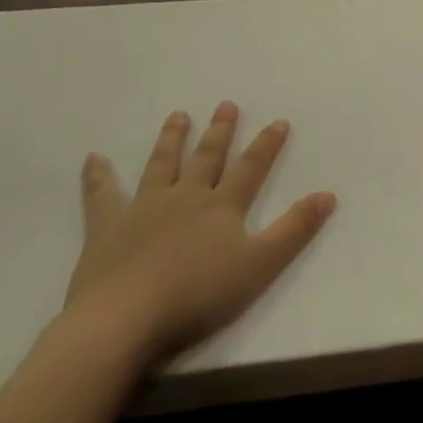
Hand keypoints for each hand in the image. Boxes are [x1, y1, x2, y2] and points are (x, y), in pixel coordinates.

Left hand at [64, 104, 336, 367]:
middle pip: (206, 158)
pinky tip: (93, 158)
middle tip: (226, 105)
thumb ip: (295, 229)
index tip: (279, 121)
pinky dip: (98, 176)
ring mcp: (144, 208)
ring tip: (178, 115)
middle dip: (219, 132)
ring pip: (161, 165)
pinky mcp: (107, 227)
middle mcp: (185, 197)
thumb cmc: (198, 294)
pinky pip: (102, 195)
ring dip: (171, 139)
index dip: (267, 145)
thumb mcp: (260, 265)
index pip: (251, 167)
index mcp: (221, 206)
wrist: (125, 318)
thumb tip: (329, 194)